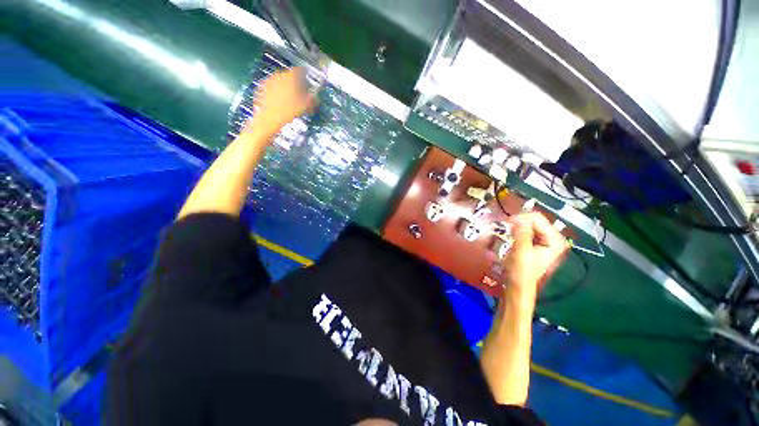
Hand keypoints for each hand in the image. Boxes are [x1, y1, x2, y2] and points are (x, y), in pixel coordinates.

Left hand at [245, 67, 316, 136]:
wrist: (269, 119)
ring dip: (286, 87)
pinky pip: (272, 87)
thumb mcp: (305, 106)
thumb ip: (312, 99)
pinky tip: (280, 101)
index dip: (306, 76)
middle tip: (301, 92)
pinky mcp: (261, 88)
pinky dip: (277, 91)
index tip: (309, 82)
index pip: (301, 70)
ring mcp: (269, 81)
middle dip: (296, 82)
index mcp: (291, 76)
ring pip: (280, 81)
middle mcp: (279, 75)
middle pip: (290, 75)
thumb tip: (315, 97)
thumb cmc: (289, 111)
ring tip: (290, 98)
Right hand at [503, 212, 567, 298]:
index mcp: (555, 240)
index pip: (536, 218)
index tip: (506, 224)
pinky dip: (516, 232)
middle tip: (504, 228)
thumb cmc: (521, 272)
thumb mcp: (522, 252)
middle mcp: (553, 238)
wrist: (519, 287)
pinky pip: (526, 231)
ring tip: (505, 232)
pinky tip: (510, 236)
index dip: (519, 219)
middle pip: (533, 220)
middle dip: (517, 223)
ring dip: (515, 227)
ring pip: (528, 225)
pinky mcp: (536, 244)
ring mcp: (545, 241)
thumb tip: (518, 217)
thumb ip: (522, 233)